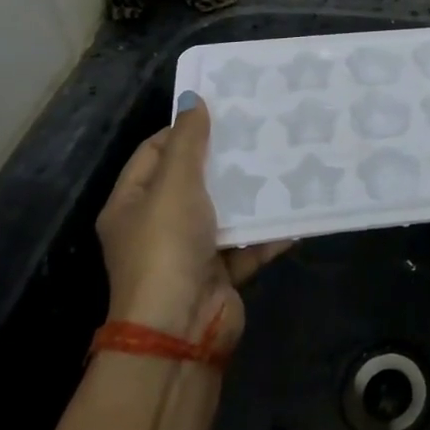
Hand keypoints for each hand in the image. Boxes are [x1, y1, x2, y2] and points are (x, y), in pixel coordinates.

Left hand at [95, 94, 288, 352]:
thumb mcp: (174, 185)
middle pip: (192, 180)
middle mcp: (157, 226)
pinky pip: (248, 243)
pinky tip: (298, 207)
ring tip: (285, 158)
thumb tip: (192, 98)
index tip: (221, 110)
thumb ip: (186, 141)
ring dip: (252, 191)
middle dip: (225, 157)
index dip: (183, 129)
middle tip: (260, 128)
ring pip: (224, 210)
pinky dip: (269, 229)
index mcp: (131, 204)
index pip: (154, 152)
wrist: (181, 331)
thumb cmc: (167, 247)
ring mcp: (189, 251)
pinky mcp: (220, 272)